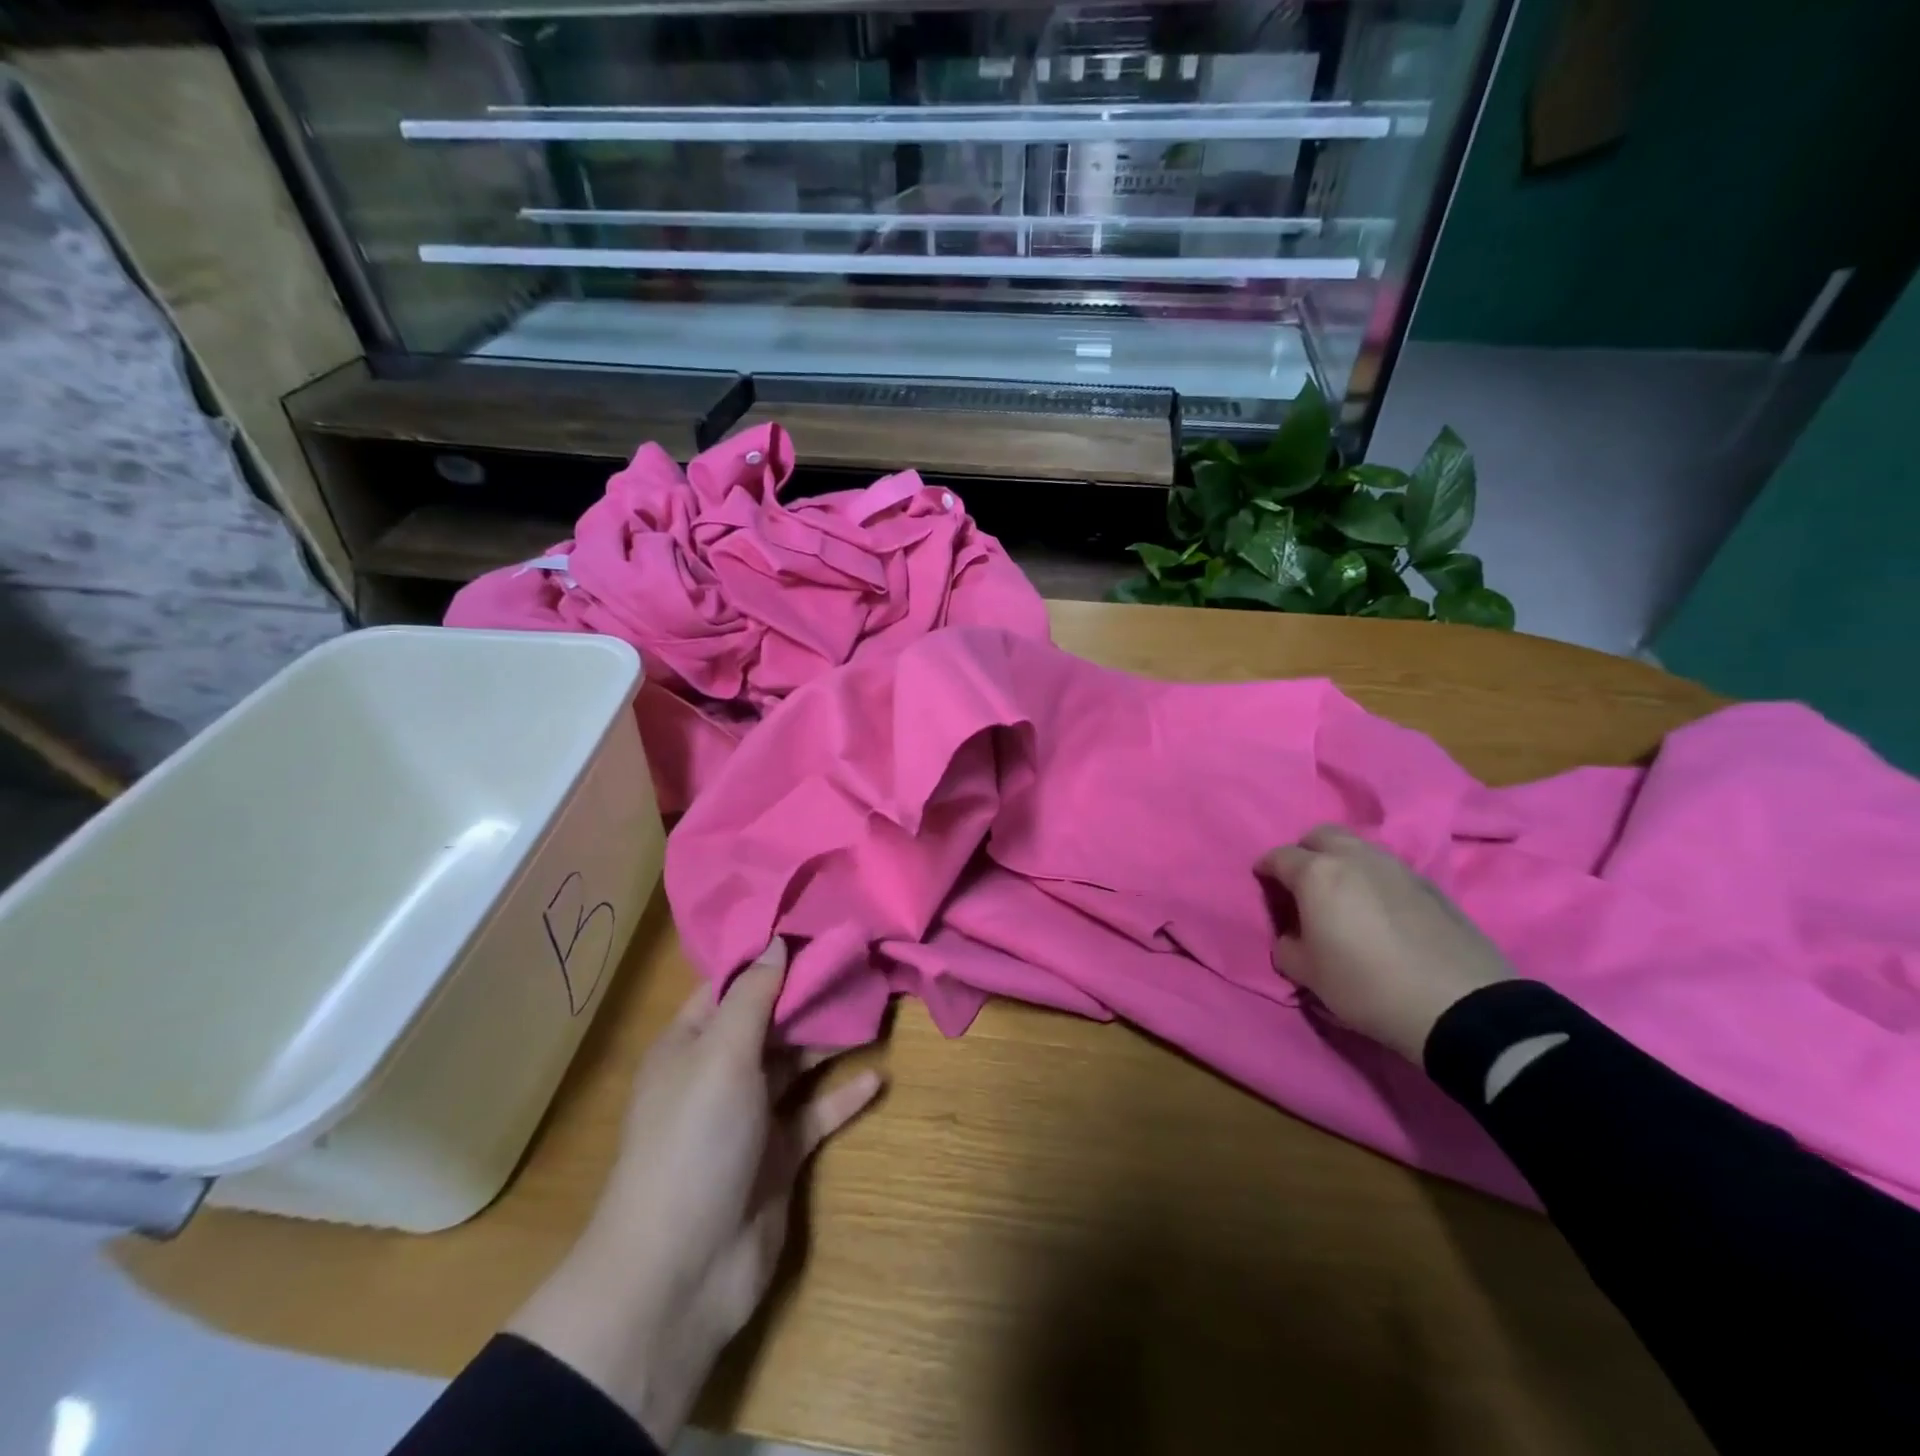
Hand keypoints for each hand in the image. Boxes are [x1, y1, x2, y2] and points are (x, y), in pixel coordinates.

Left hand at [509, 938, 882, 1446]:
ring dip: (828, 1040)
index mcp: (690, 1045)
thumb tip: (776, 943)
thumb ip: (754, 997)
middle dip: (807, 995)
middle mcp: (718, 1074)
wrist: (679, 1272)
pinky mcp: (778, 1156)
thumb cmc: (694, 1141)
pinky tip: (878, 1077)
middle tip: (858, 961)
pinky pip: (815, 1114)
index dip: (769, 959)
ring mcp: (749, 1118)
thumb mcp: (720, 1055)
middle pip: (769, 1022)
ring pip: (795, 1064)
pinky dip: (844, 1095)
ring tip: (874, 1007)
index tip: (815, 929)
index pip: (731, 986)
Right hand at [1257, 825, 1512, 1062]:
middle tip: (1302, 882)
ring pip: (1359, 848)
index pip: (1279, 856)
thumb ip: (1287, 946)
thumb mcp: (1308, 974)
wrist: (1459, 1006)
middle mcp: (1355, 858)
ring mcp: (1397, 868)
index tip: (1264, 884)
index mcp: (1317, 874)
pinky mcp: (1431, 886)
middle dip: (1305, 851)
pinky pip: (1388, 869)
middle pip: (1321, 835)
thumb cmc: (1366, 985)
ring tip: (1342, 896)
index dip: (1266, 869)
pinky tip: (1379, 911)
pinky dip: (1374, 879)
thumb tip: (1292, 937)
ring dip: (1343, 862)